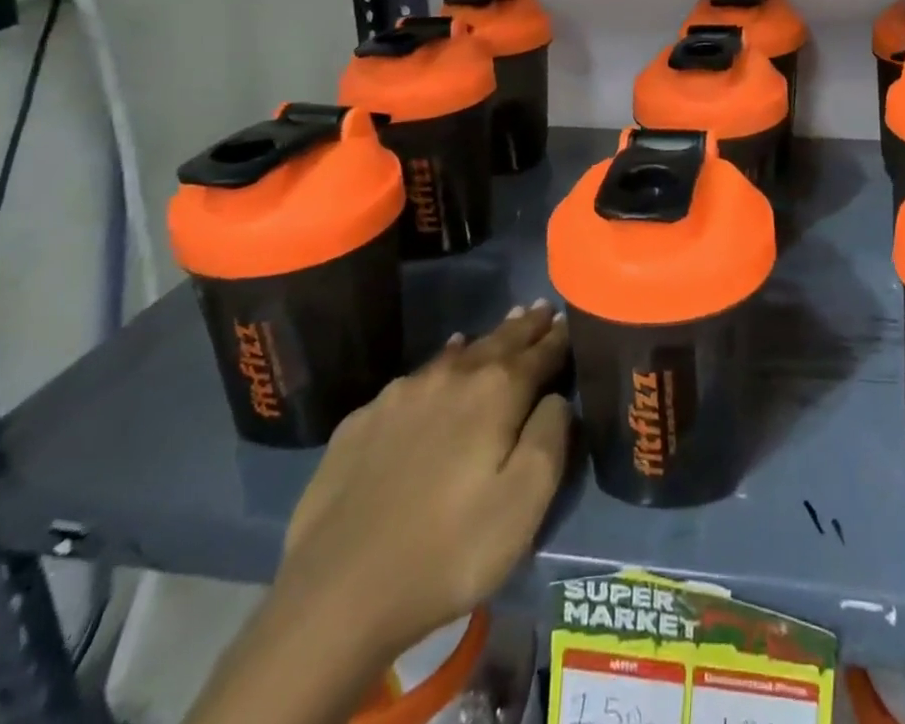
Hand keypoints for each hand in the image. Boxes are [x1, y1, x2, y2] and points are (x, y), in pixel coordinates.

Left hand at [275, 303, 571, 660]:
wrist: (335, 595)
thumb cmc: (448, 551)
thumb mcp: (524, 502)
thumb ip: (551, 436)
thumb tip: (557, 398)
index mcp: (497, 391)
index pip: (540, 352)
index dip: (558, 338)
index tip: (570, 319)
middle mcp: (452, 376)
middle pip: (499, 342)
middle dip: (524, 326)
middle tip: (541, 308)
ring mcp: (402, 394)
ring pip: (457, 354)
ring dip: (485, 341)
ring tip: (502, 327)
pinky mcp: (363, 420)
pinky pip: (417, 377)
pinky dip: (441, 364)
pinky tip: (442, 365)